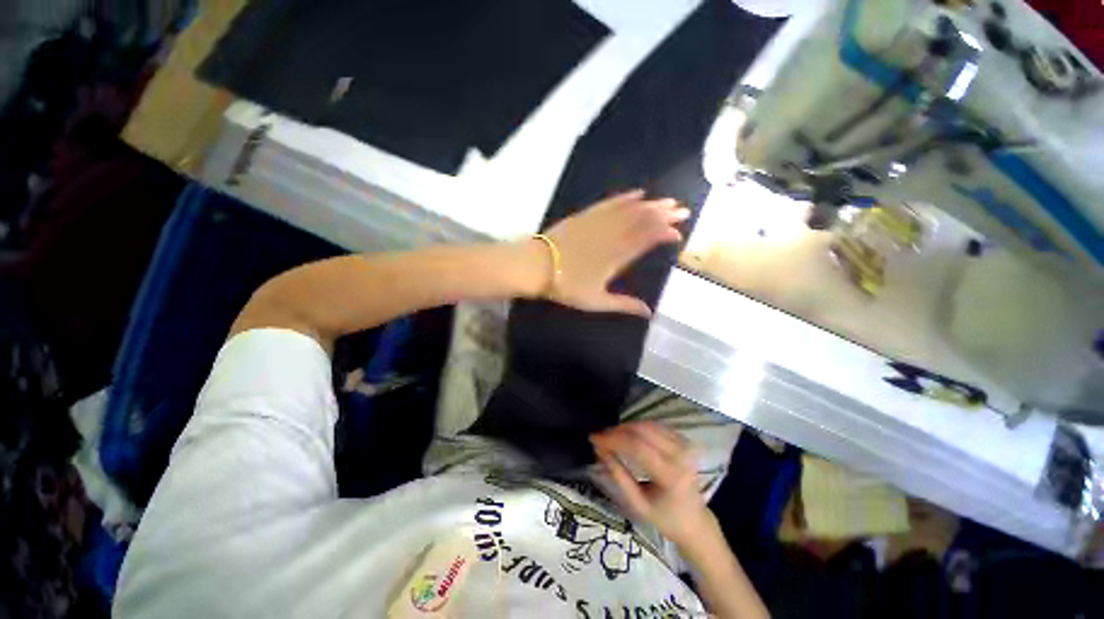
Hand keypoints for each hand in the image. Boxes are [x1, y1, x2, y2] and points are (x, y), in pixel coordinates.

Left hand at [530, 190, 689, 317]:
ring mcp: (598, 223)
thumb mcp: (596, 301)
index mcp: (617, 256)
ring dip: (651, 204)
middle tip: (682, 211)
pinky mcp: (586, 215)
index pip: (647, 240)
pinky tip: (637, 193)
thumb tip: (648, 313)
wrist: (536, 266)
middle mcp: (612, 236)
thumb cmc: (566, 286)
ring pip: (630, 209)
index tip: (677, 233)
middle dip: (664, 215)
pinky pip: (610, 203)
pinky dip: (625, 197)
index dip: (664, 233)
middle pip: (643, 221)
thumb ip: (623, 305)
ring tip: (668, 201)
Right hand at [591, 421, 711, 545]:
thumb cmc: (664, 517)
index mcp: (670, 476)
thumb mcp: (637, 503)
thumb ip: (618, 475)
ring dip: (626, 426)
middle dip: (617, 430)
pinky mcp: (684, 440)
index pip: (637, 447)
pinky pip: (656, 425)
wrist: (694, 520)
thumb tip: (600, 450)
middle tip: (600, 436)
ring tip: (611, 435)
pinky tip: (627, 433)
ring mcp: (685, 445)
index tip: (594, 438)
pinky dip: (638, 426)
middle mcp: (680, 455)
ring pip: (648, 424)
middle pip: (642, 430)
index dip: (613, 439)